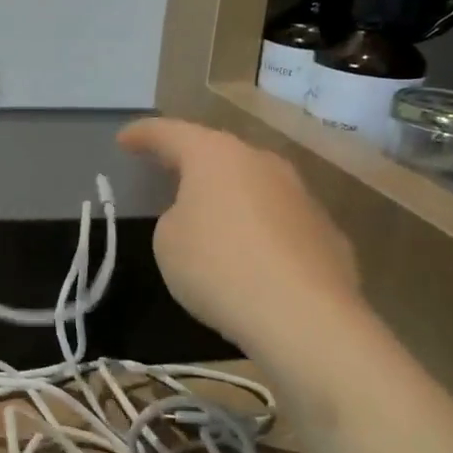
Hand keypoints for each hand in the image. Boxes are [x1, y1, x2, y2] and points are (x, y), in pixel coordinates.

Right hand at [117, 118, 364, 362]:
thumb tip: (202, 218)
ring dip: (231, 194)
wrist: (305, 319)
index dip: (143, 134)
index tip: (124, 140)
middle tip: (167, 170)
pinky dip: (262, 229)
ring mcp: (301, 195)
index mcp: (215, 156)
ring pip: (255, 184)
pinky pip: (281, 220)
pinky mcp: (328, 232)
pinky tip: (254, 255)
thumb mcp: (168, 241)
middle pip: (218, 152)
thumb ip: (177, 217)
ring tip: (212, 214)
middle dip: (191, 160)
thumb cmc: (219, 268)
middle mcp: (261, 163)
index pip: (170, 132)